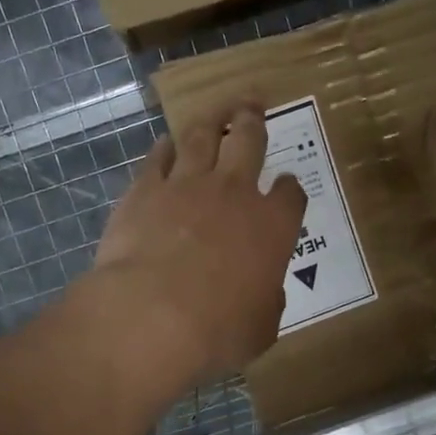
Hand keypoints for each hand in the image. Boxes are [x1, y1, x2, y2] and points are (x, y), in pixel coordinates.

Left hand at [93, 105, 306, 385]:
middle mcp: (234, 192)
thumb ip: (266, 302)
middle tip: (252, 105)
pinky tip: (166, 143)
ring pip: (202, 137)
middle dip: (252, 120)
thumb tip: (265, 293)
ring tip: (215, 111)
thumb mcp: (260, 328)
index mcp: (272, 225)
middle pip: (249, 141)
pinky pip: (157, 157)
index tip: (287, 186)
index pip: (291, 194)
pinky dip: (164, 148)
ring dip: (211, 120)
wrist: (152, 313)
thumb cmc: (217, 329)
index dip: (290, 187)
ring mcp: (187, 185)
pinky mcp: (145, 189)